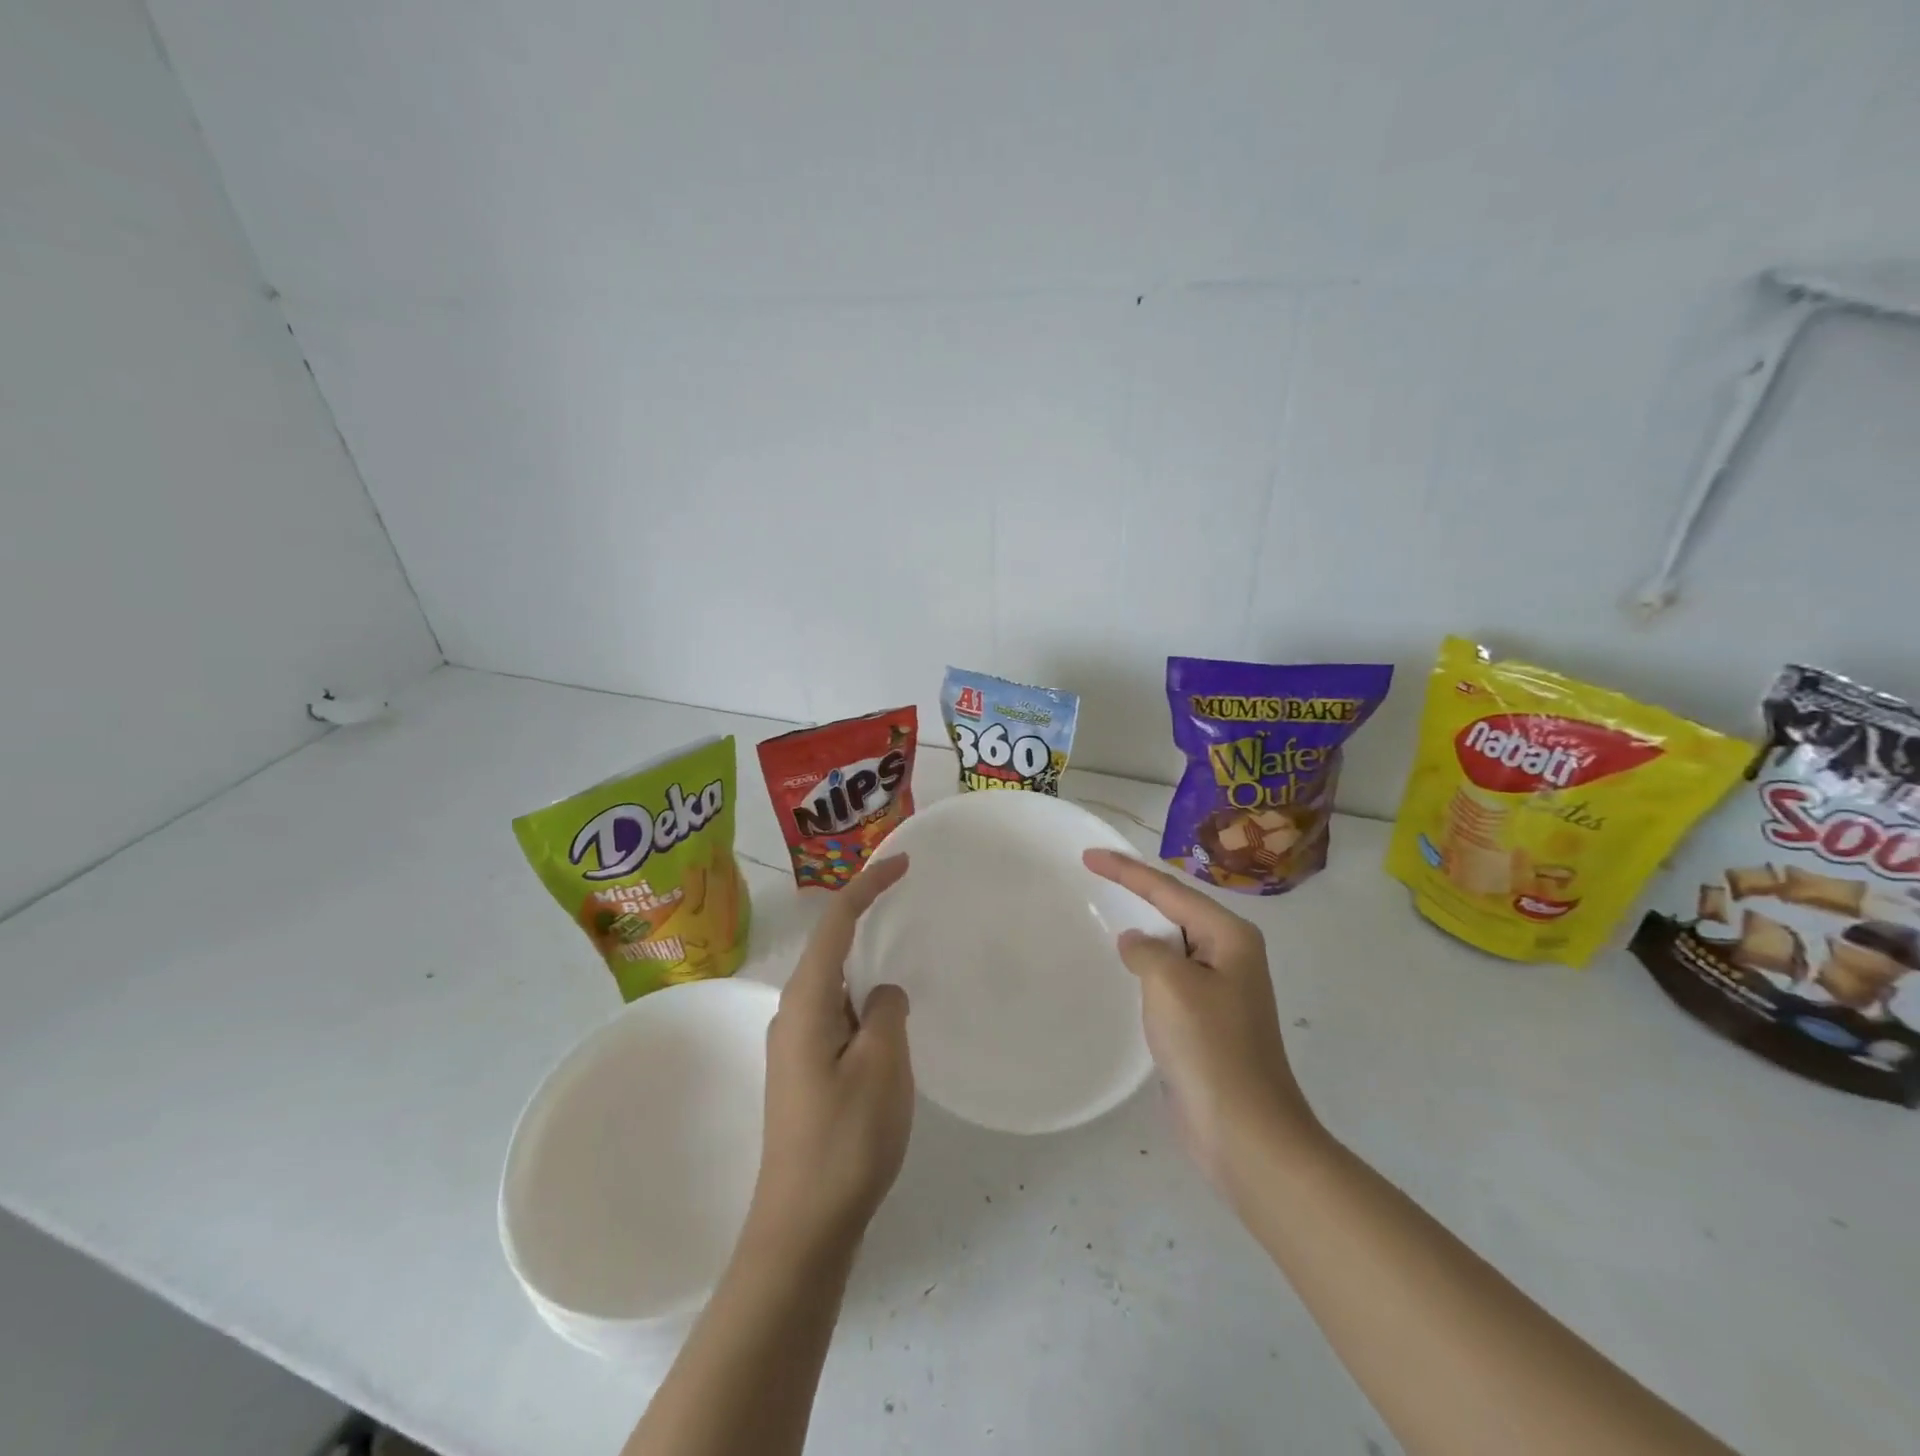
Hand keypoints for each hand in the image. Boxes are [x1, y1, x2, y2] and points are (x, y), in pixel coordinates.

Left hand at [746, 855, 914, 1259]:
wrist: (803, 1227)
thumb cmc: (846, 1139)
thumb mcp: (883, 1065)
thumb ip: (887, 1011)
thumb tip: (883, 994)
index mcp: (807, 1002)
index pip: (836, 923)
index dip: (867, 886)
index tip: (902, 863)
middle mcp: (792, 1013)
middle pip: (830, 947)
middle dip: (865, 916)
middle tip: (906, 898)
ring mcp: (795, 1045)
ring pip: (835, 984)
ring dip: (867, 963)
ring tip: (904, 954)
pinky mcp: (805, 1071)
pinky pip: (838, 1014)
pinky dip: (865, 1000)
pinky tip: (889, 1018)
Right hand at [1084, 849, 1322, 1199]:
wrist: (1243, 1131)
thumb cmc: (1210, 1047)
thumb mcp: (1170, 983)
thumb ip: (1146, 950)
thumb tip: (1136, 943)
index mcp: (1229, 936)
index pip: (1169, 890)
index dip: (1126, 870)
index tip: (1088, 856)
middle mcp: (1229, 954)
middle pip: (1175, 910)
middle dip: (1136, 891)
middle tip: (1094, 875)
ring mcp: (1220, 989)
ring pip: (1172, 944)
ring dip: (1141, 928)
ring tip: (1104, 911)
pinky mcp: (1205, 1020)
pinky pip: (1169, 977)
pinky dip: (1144, 965)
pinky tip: (1123, 967)